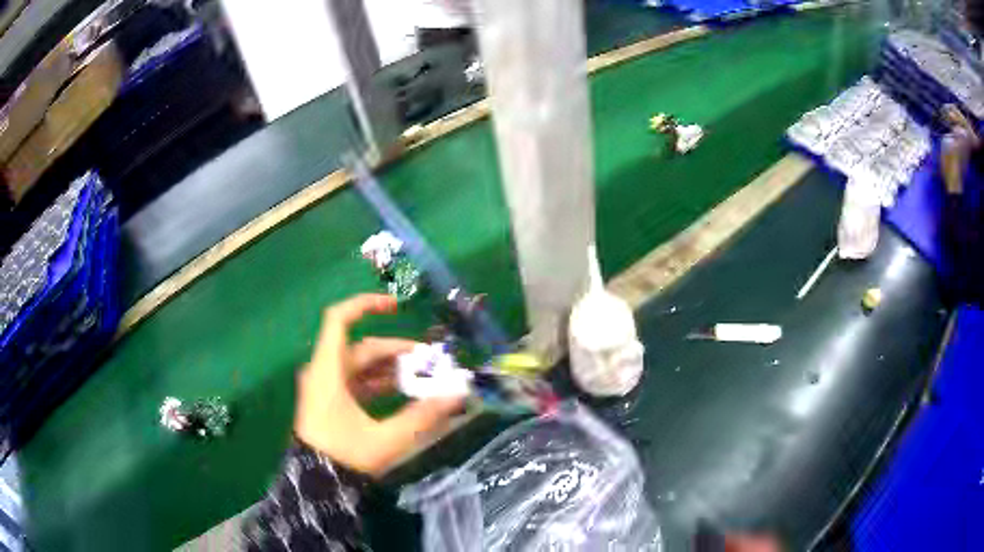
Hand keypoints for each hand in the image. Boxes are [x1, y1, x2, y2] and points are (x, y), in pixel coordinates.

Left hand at [294, 294, 464, 477]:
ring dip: (391, 368)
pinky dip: (379, 383)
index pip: (339, 320)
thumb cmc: (344, 456)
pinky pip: (357, 382)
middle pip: (361, 347)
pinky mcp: (330, 403)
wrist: (318, 487)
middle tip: (430, 361)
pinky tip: (403, 392)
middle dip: (396, 351)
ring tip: (423, 377)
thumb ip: (422, 416)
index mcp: (328, 371)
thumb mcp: (386, 438)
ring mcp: (326, 388)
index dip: (366, 305)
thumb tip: (458, 395)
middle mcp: (324, 373)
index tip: (397, 306)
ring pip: (361, 366)